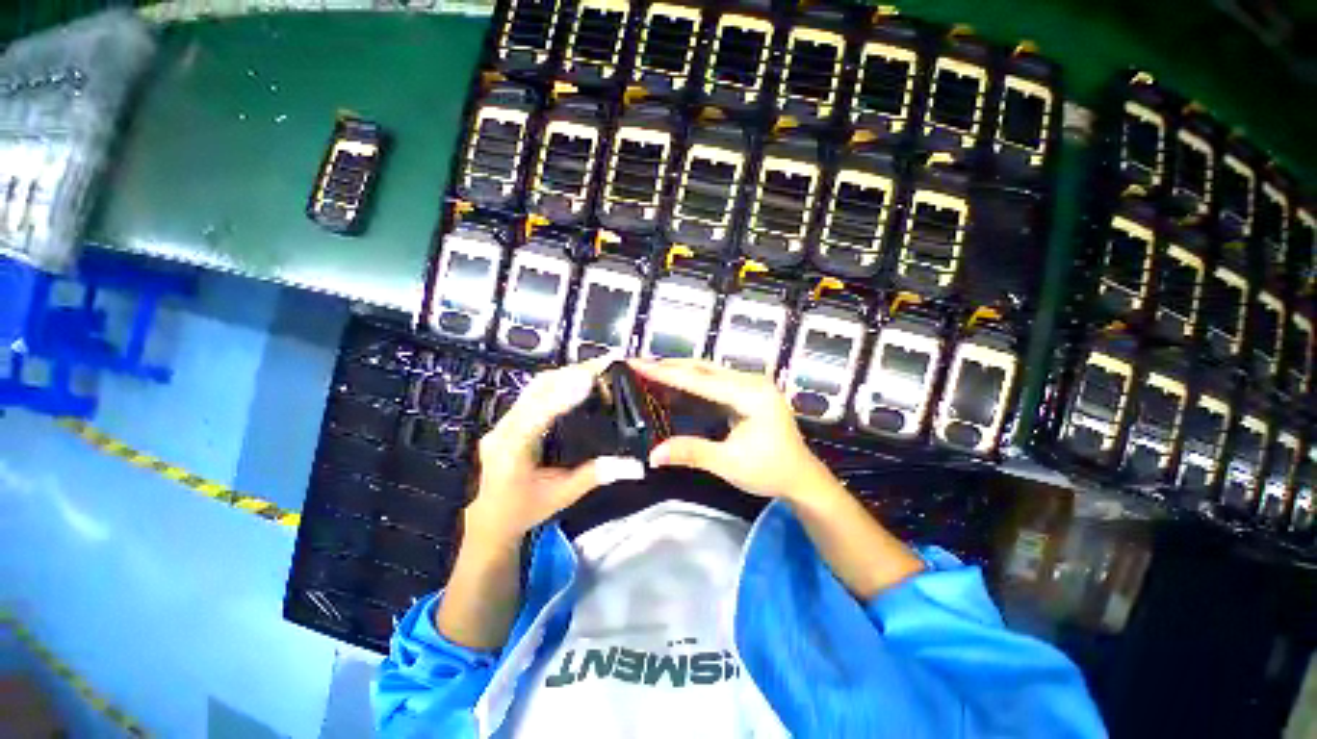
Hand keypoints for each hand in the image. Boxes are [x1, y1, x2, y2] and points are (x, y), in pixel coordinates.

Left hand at [466, 357, 643, 543]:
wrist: (491, 518)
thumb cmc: (525, 510)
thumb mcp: (563, 495)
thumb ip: (596, 476)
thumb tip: (635, 465)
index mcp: (511, 450)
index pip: (537, 414)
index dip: (563, 394)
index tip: (590, 378)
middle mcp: (504, 429)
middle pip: (537, 389)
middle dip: (572, 373)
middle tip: (606, 363)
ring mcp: (504, 421)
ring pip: (536, 386)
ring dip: (567, 374)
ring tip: (598, 367)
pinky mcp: (511, 418)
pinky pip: (536, 392)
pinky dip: (560, 382)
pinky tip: (579, 380)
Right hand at [631, 358, 834, 500]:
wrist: (801, 477)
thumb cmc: (770, 471)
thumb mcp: (729, 463)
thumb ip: (692, 453)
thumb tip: (653, 455)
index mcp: (751, 394)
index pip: (700, 380)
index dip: (665, 373)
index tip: (638, 364)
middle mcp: (751, 381)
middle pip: (703, 368)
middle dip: (669, 366)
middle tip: (638, 364)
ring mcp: (751, 384)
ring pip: (707, 371)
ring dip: (679, 371)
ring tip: (649, 370)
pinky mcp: (747, 391)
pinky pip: (714, 381)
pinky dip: (691, 381)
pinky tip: (674, 383)